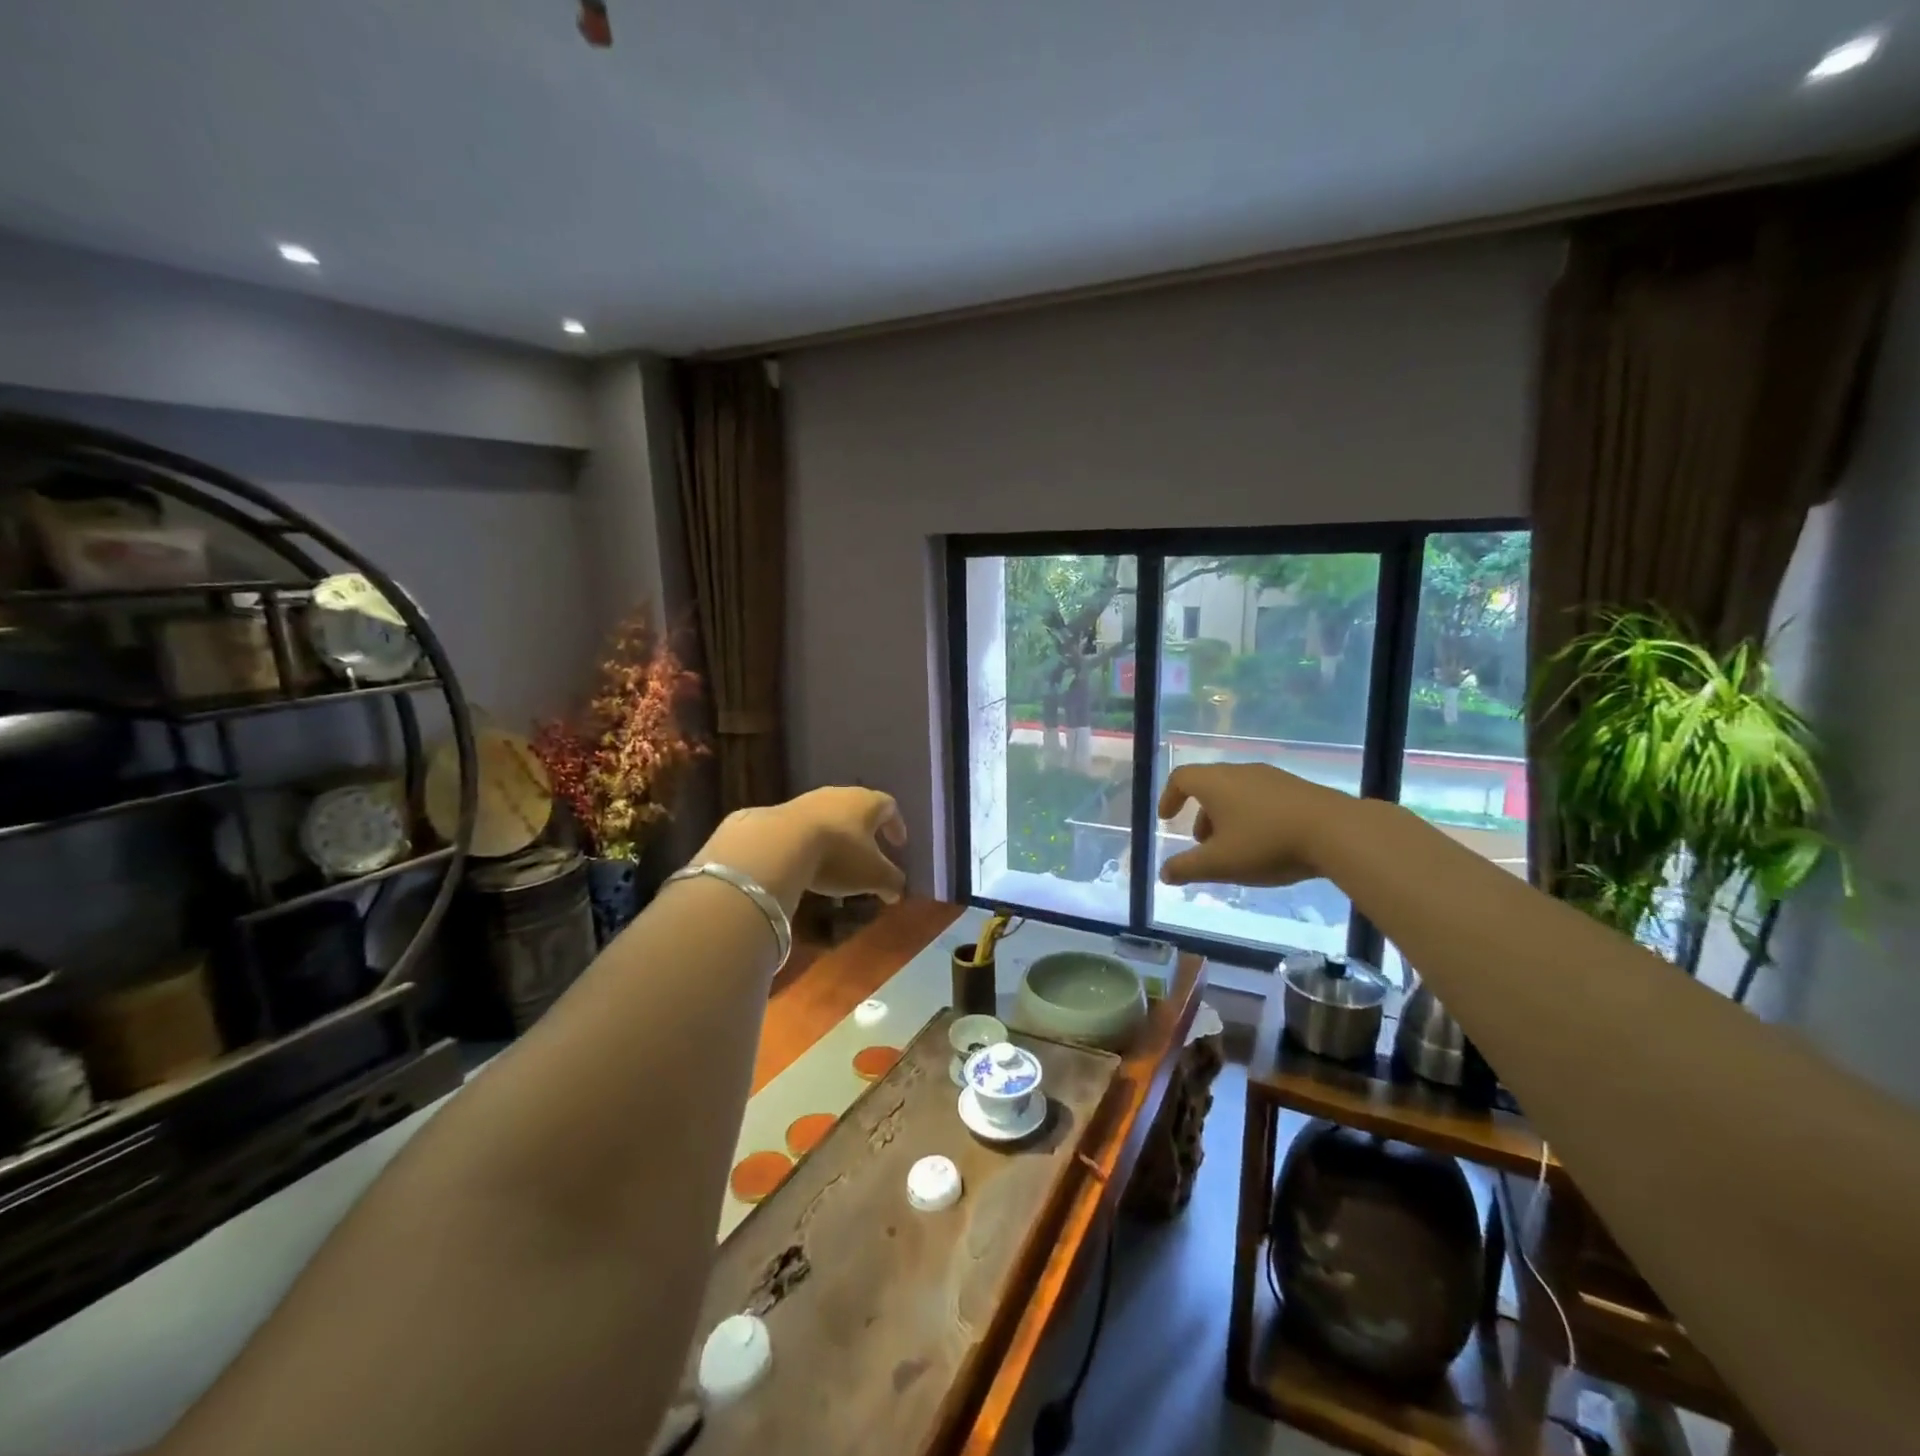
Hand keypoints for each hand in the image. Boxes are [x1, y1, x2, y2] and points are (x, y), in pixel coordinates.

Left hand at [693, 788, 907, 912]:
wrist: (779, 845)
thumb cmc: (838, 855)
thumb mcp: (873, 875)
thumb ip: (891, 881)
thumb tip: (898, 891)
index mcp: (867, 802)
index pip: (889, 806)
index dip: (896, 825)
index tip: (898, 844)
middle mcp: (839, 794)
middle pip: (858, 807)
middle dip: (865, 829)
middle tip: (869, 850)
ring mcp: (807, 801)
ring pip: (830, 815)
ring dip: (837, 834)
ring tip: (837, 859)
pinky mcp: (781, 813)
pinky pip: (804, 826)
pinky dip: (811, 841)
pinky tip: (808, 860)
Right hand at [1157, 763, 1349, 887]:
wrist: (1337, 831)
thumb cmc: (1267, 843)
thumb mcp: (1220, 863)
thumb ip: (1186, 868)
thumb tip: (1164, 873)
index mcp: (1216, 782)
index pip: (1181, 778)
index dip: (1168, 797)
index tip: (1166, 819)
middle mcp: (1240, 772)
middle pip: (1210, 786)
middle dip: (1200, 814)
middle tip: (1201, 843)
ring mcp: (1272, 777)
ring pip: (1237, 792)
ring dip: (1226, 817)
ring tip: (1235, 849)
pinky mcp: (1298, 788)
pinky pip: (1262, 798)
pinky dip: (1252, 816)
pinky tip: (1267, 843)